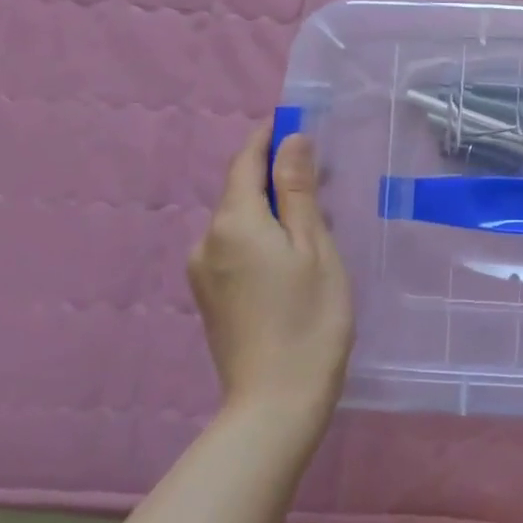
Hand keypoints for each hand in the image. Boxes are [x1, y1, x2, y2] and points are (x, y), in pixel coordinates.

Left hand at [187, 125, 352, 432]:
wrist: (276, 402)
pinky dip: (261, 237)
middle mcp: (207, 240)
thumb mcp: (315, 247)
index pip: (245, 162)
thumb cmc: (310, 318)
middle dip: (275, 175)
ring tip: (314, 218)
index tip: (293, 120)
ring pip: (239, 222)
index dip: (267, 138)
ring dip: (270, 209)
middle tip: (320, 173)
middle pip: (240, 191)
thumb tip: (292, 140)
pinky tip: (291, 254)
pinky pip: (234, 248)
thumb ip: (300, 191)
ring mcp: (203, 272)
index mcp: (234, 222)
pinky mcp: (209, 298)